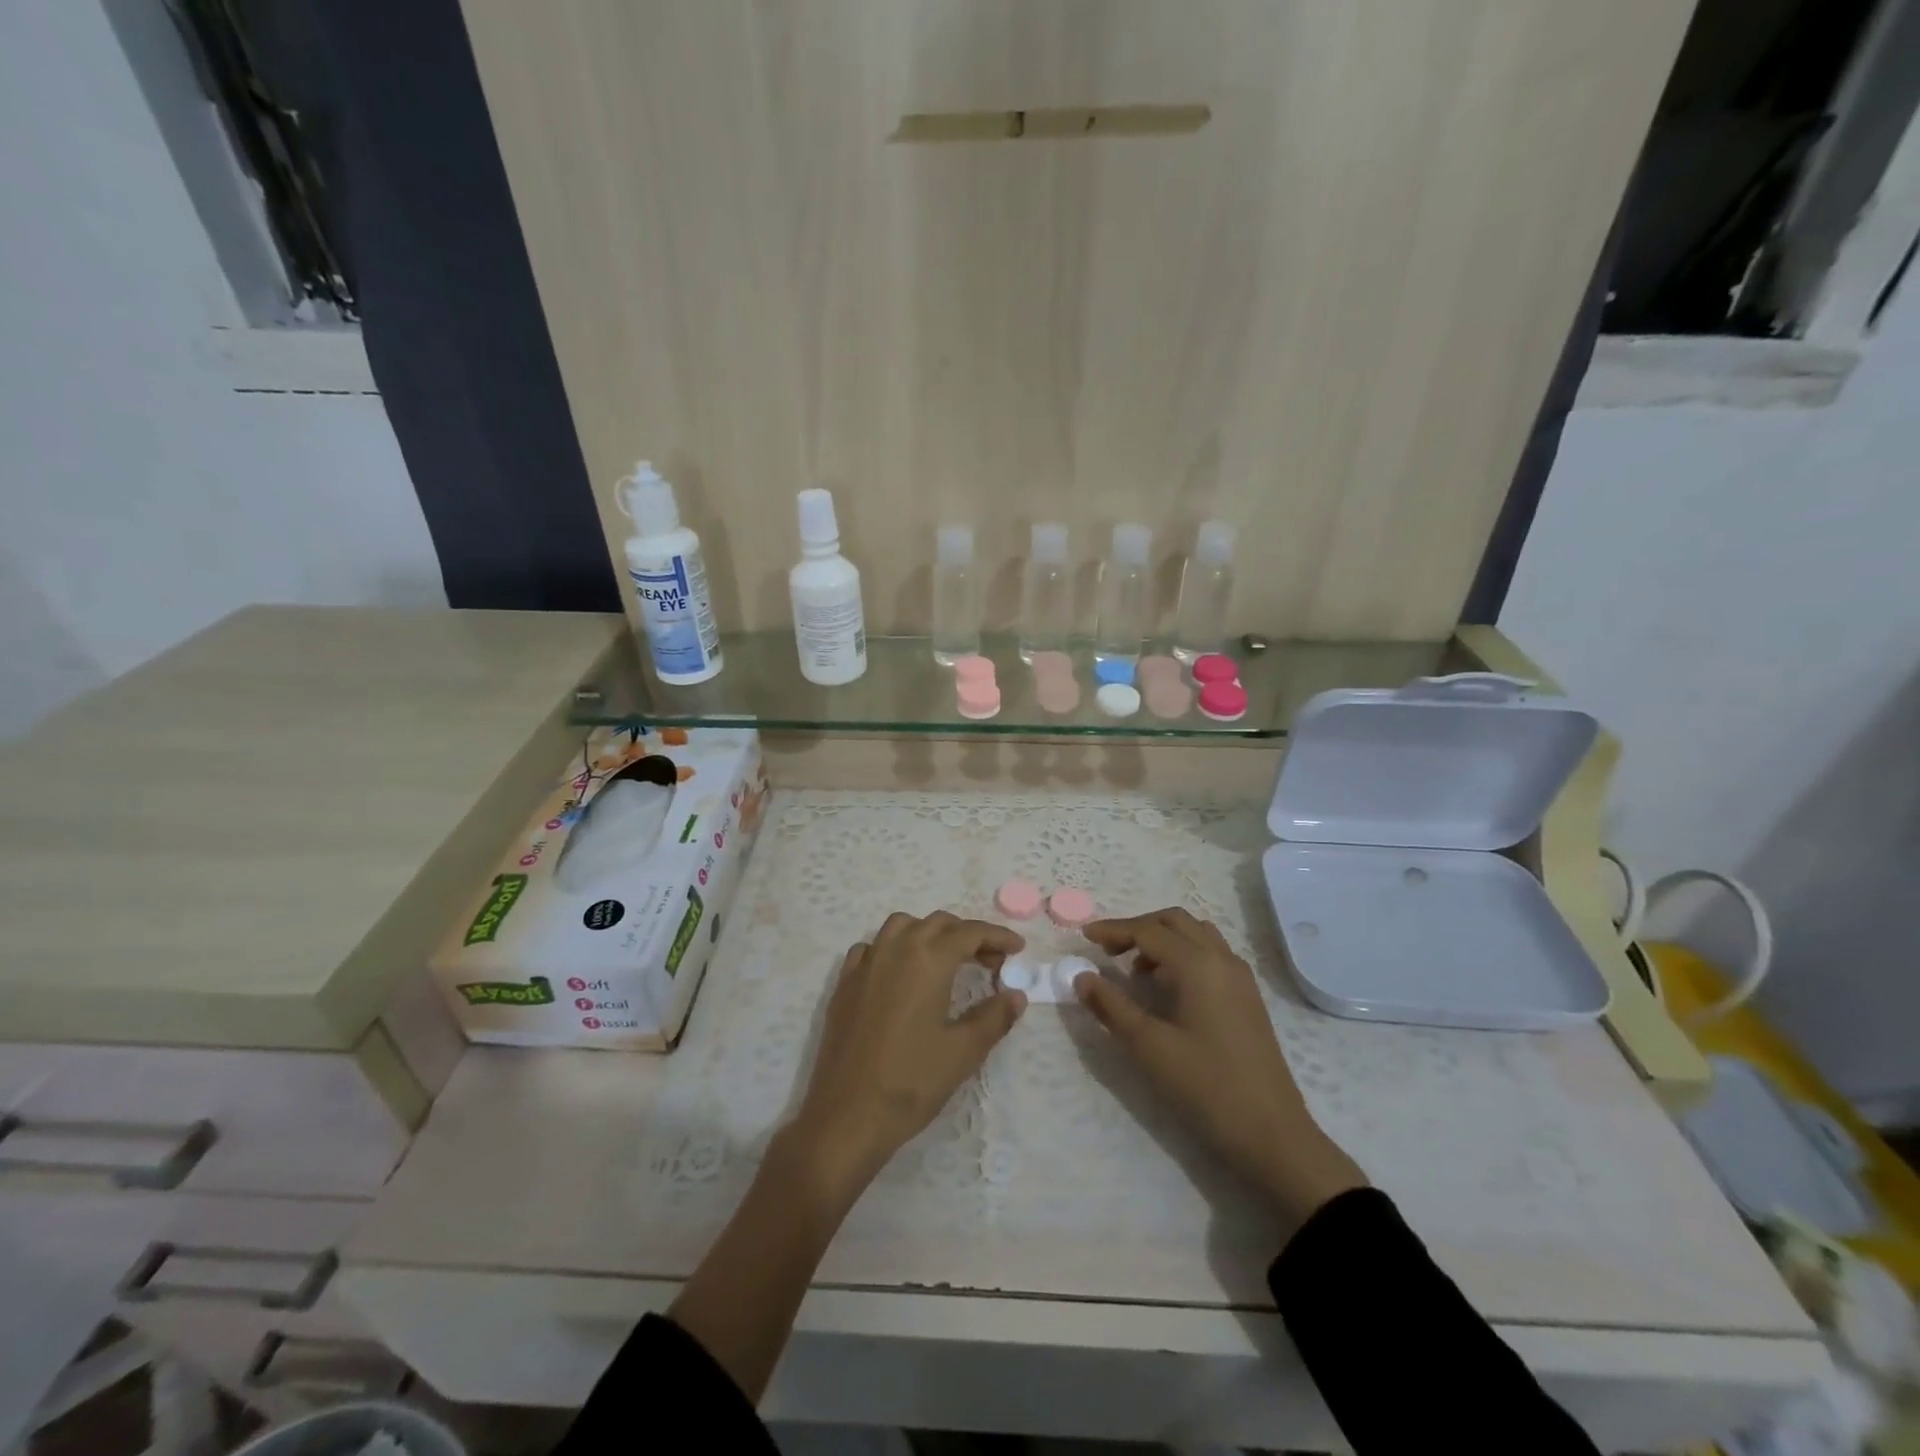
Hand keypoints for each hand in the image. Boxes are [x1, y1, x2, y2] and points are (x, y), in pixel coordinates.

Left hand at [788, 911, 1026, 1201]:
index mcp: (928, 958)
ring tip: (947, 961)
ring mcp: (865, 964)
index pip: (970, 933)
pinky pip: (872, 948)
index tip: (1018, 948)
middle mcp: (895, 949)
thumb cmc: (911, 1081)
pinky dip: (894, 949)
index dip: (997, 936)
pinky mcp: (844, 983)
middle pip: (937, 923)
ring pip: (901, 926)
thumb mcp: (964, 1051)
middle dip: (968, 935)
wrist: (847, 1116)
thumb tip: (1016, 995)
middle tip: (991, 961)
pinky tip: (901, 975)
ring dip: (929, 933)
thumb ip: (994, 1017)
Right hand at [1076, 908, 1366, 1227]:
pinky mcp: (1247, 997)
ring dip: (1162, 939)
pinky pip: (1211, 954)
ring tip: (1135, 969)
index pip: (1148, 931)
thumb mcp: (1149, 1047)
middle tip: (1107, 950)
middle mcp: (1222, 959)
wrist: (1273, 1134)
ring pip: (1196, 934)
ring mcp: (1239, 977)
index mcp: (1198, 964)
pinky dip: (1183, 954)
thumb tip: (1082, 976)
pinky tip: (1168, 987)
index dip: (1113, 930)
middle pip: (1174, 921)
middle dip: (1138, 928)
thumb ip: (1111, 1006)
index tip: (1083, 937)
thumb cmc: (1206, 1086)